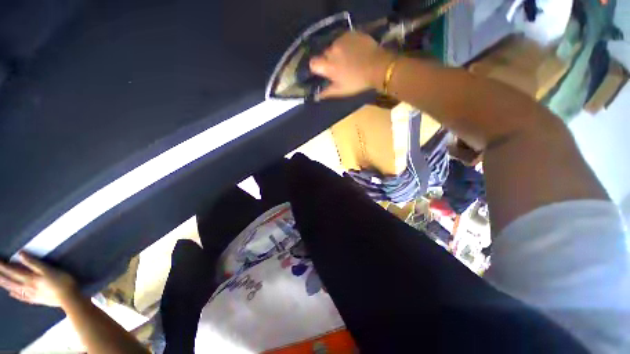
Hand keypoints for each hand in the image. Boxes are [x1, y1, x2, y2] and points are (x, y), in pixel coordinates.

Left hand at [0, 252, 77, 306]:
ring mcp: (31, 295)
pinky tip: (11, 294)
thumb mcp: (49, 270)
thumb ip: (34, 263)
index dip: (4, 266)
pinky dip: (15, 295)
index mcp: (29, 278)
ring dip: (6, 285)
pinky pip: (22, 297)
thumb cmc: (61, 281)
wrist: (68, 298)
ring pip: (15, 290)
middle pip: (11, 281)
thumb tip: (20, 254)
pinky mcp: (35, 299)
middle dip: (2, 276)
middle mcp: (27, 287)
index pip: (13, 271)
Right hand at [309, 31, 393, 98]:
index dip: (316, 67)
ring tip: (349, 58)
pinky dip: (346, 45)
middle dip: (329, 60)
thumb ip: (327, 92)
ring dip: (338, 52)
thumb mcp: (341, 91)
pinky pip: (343, 39)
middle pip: (324, 54)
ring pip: (334, 46)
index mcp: (328, 65)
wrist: (378, 66)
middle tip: (339, 67)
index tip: (323, 72)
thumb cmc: (357, 82)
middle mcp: (332, 50)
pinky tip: (354, 51)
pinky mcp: (351, 33)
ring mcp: (341, 40)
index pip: (313, 63)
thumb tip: (316, 96)